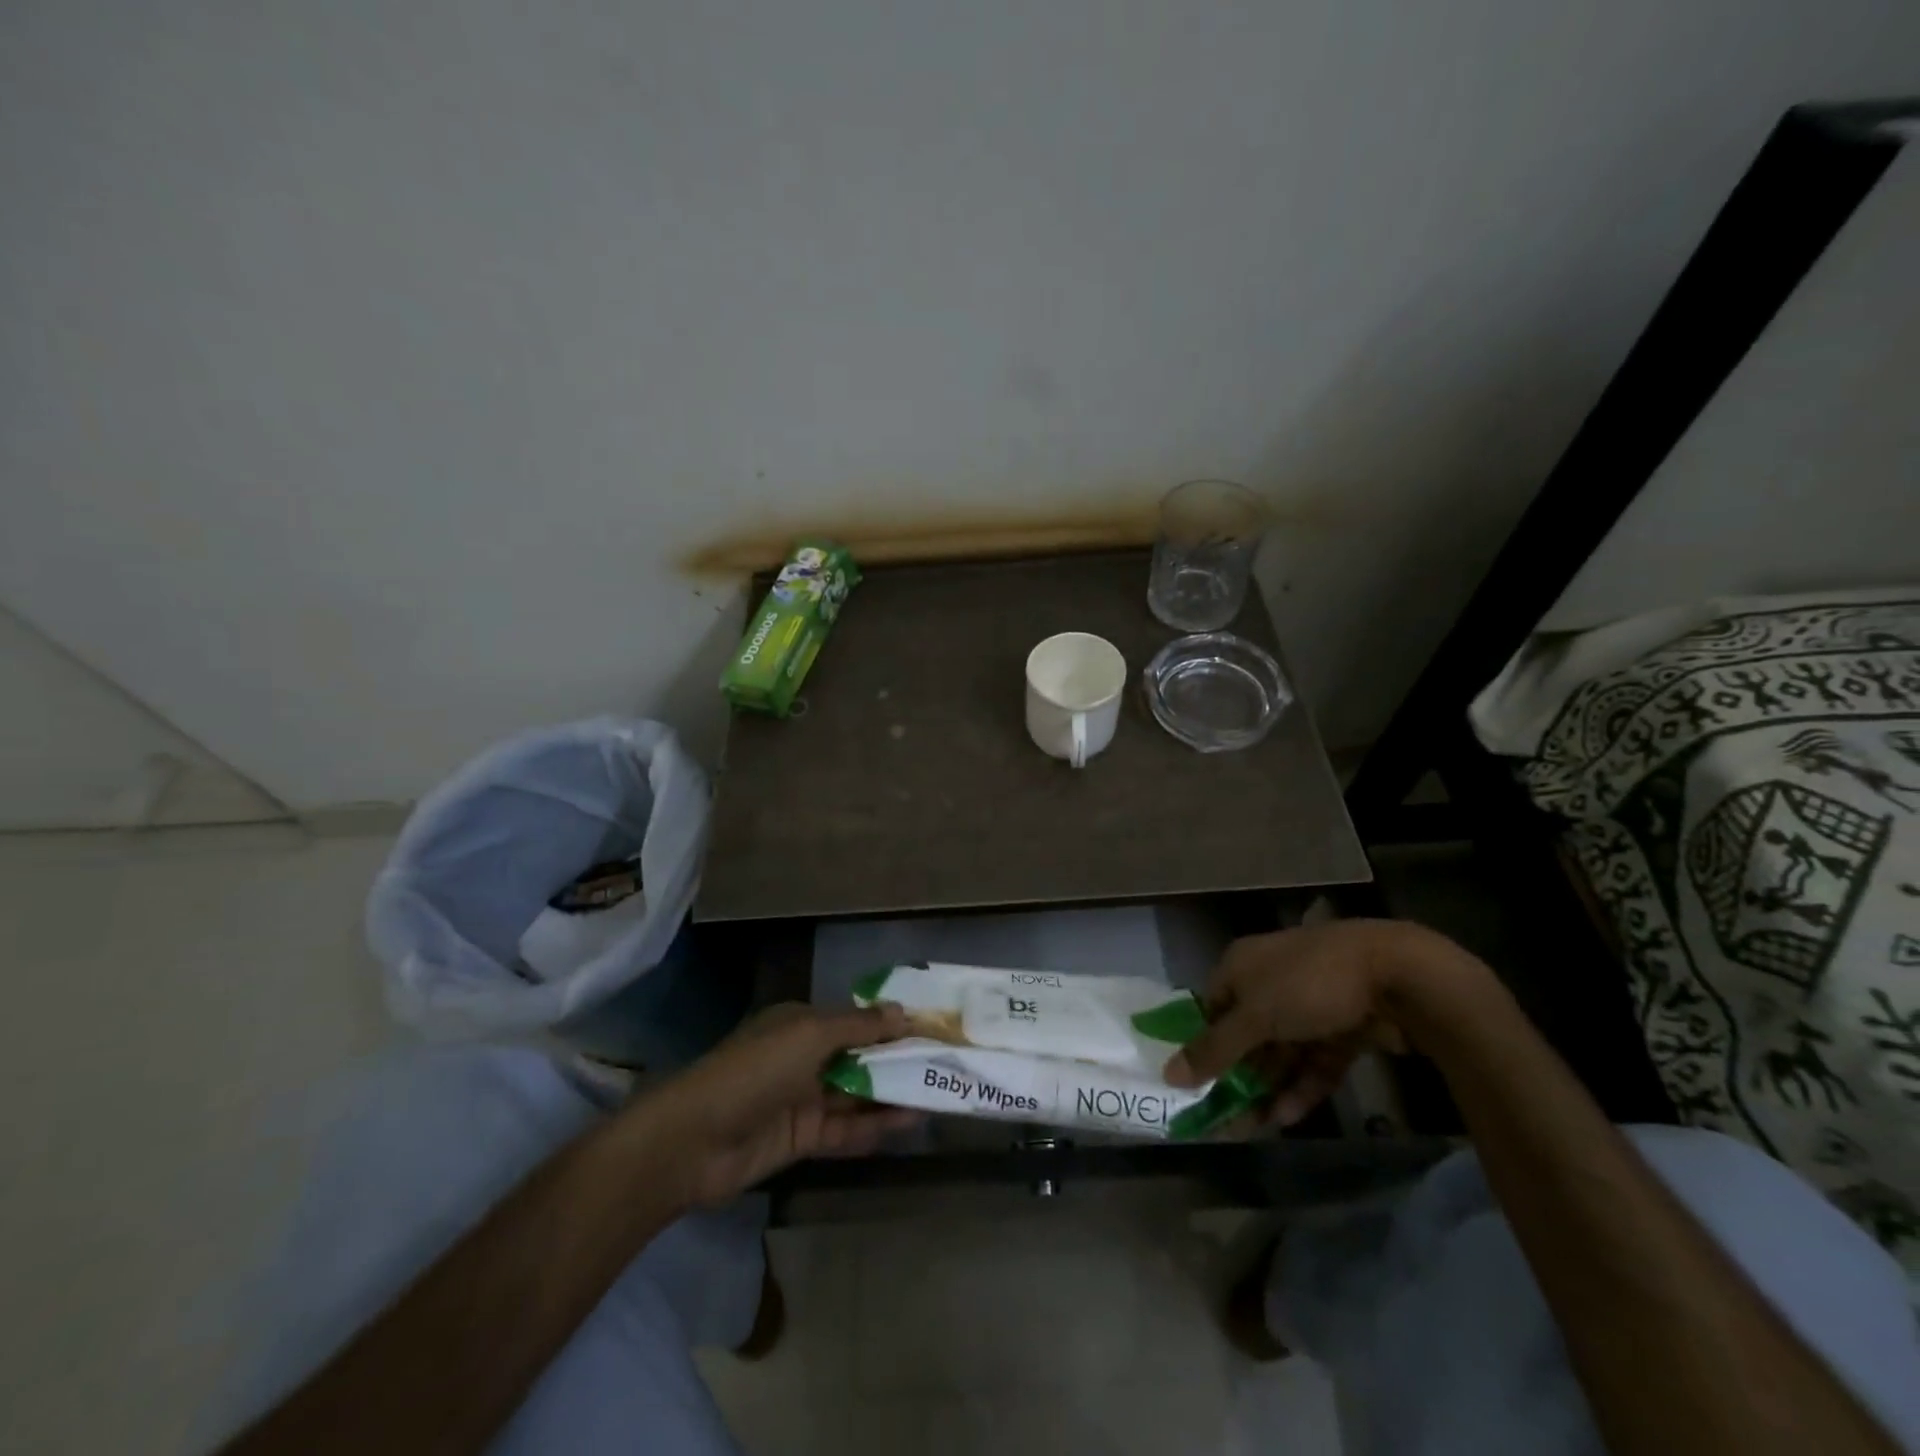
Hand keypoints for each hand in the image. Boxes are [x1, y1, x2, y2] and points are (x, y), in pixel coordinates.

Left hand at [636, 1003, 922, 1206]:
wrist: (693, 1141)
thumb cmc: (754, 1071)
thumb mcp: (810, 1035)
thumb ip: (859, 1026)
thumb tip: (902, 1011)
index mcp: (801, 1023)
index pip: (856, 1020)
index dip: (892, 1024)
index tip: (932, 1029)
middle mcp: (804, 1057)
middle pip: (860, 1057)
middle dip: (898, 1060)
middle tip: (945, 1064)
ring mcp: (803, 1099)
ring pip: (857, 1094)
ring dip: (893, 1093)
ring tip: (938, 1092)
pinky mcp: (802, 1139)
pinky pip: (847, 1129)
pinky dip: (876, 1125)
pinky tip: (910, 1122)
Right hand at [1162, 919, 1488, 1126]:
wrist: (1397, 975)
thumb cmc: (1307, 984)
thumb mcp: (1254, 1017)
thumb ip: (1214, 1049)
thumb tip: (1167, 1074)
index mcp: (1242, 965)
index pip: (1211, 1006)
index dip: (1202, 1043)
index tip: (1194, 1083)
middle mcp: (1271, 980)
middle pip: (1246, 1033)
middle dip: (1237, 1074)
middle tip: (1224, 1117)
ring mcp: (1310, 1003)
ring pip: (1281, 1051)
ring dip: (1268, 1087)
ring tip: (1253, 1128)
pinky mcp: (1344, 1026)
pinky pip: (1315, 1060)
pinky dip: (1302, 1087)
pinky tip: (1288, 1118)